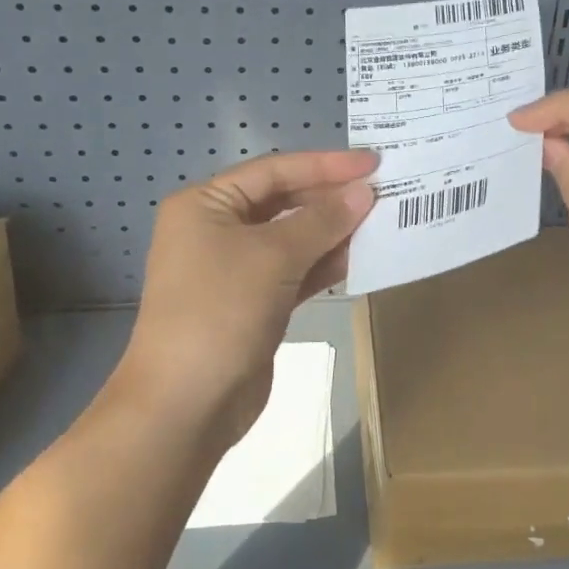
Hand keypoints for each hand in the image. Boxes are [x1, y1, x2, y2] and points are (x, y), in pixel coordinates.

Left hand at [120, 149, 376, 446]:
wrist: (186, 406)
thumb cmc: (221, 311)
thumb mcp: (273, 256)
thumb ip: (322, 220)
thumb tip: (364, 192)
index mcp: (206, 204)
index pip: (274, 171)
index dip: (325, 164)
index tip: (372, 162)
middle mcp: (217, 229)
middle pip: (283, 201)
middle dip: (330, 198)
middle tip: (382, 191)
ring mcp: (234, 269)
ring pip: (291, 238)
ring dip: (332, 231)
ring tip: (380, 221)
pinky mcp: (253, 303)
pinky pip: (293, 271)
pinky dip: (322, 264)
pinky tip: (358, 257)